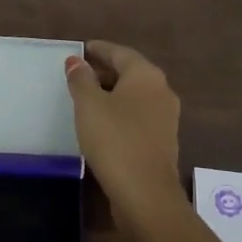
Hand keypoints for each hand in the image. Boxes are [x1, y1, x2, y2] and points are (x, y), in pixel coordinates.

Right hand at [64, 40, 181, 218]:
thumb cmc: (114, 140)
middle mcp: (161, 91)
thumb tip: (76, 61)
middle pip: (130, 72)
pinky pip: (138, 115)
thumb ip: (81, 79)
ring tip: (87, 97)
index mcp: (146, 75)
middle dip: (105, 70)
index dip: (99, 50)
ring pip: (135, 95)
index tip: (81, 49)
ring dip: (113, 92)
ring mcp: (166, 117)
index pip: (119, 53)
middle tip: (80, 73)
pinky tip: (103, 122)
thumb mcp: (89, 106)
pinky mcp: (162, 141)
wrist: (145, 192)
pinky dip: (121, 111)